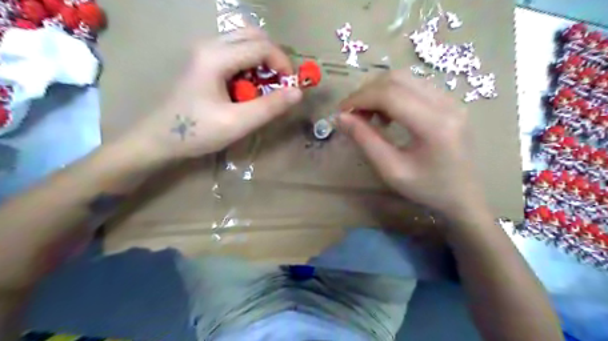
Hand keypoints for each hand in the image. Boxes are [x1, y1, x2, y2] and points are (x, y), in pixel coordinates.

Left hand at [126, 27, 300, 162]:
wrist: (160, 138)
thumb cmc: (197, 131)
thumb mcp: (237, 123)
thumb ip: (269, 107)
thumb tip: (298, 92)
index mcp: (216, 57)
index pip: (262, 46)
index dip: (283, 64)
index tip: (291, 87)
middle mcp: (210, 45)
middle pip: (254, 35)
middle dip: (274, 58)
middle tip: (280, 84)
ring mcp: (205, 51)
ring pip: (245, 41)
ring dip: (262, 61)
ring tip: (266, 87)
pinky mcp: (204, 60)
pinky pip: (235, 52)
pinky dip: (250, 65)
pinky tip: (248, 87)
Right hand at [341, 71, 487, 222]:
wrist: (463, 196)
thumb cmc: (426, 188)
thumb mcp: (391, 170)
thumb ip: (365, 140)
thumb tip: (340, 118)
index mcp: (434, 125)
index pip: (390, 95)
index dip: (360, 98)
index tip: (341, 112)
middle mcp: (447, 104)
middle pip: (397, 80)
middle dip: (367, 93)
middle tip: (353, 114)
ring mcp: (451, 100)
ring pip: (405, 79)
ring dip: (379, 92)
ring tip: (369, 116)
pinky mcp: (450, 101)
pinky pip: (415, 86)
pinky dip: (393, 94)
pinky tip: (388, 115)